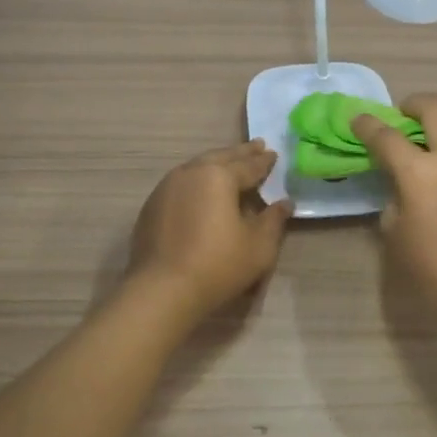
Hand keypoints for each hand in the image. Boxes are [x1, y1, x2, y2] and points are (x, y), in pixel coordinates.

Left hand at [129, 140, 292, 319]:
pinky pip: (181, 183)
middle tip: (256, 146)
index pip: (248, 165)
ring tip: (229, 165)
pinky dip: (197, 181)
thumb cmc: (218, 264)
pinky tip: (201, 191)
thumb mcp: (258, 246)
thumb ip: (274, 220)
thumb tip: (285, 203)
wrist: (162, 290)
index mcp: (219, 176)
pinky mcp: (152, 206)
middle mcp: (191, 173)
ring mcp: (166, 188)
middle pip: (220, 157)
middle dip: (240, 153)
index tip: (273, 154)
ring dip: (216, 164)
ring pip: (197, 167)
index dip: (263, 161)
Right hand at [354, 94, 436, 317]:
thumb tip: (399, 175)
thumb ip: (394, 192)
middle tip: (406, 116)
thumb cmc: (431, 266)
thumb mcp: (395, 229)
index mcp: (421, 174)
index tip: (359, 120)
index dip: (368, 126)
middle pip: (435, 107)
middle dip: (414, 104)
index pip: (387, 136)